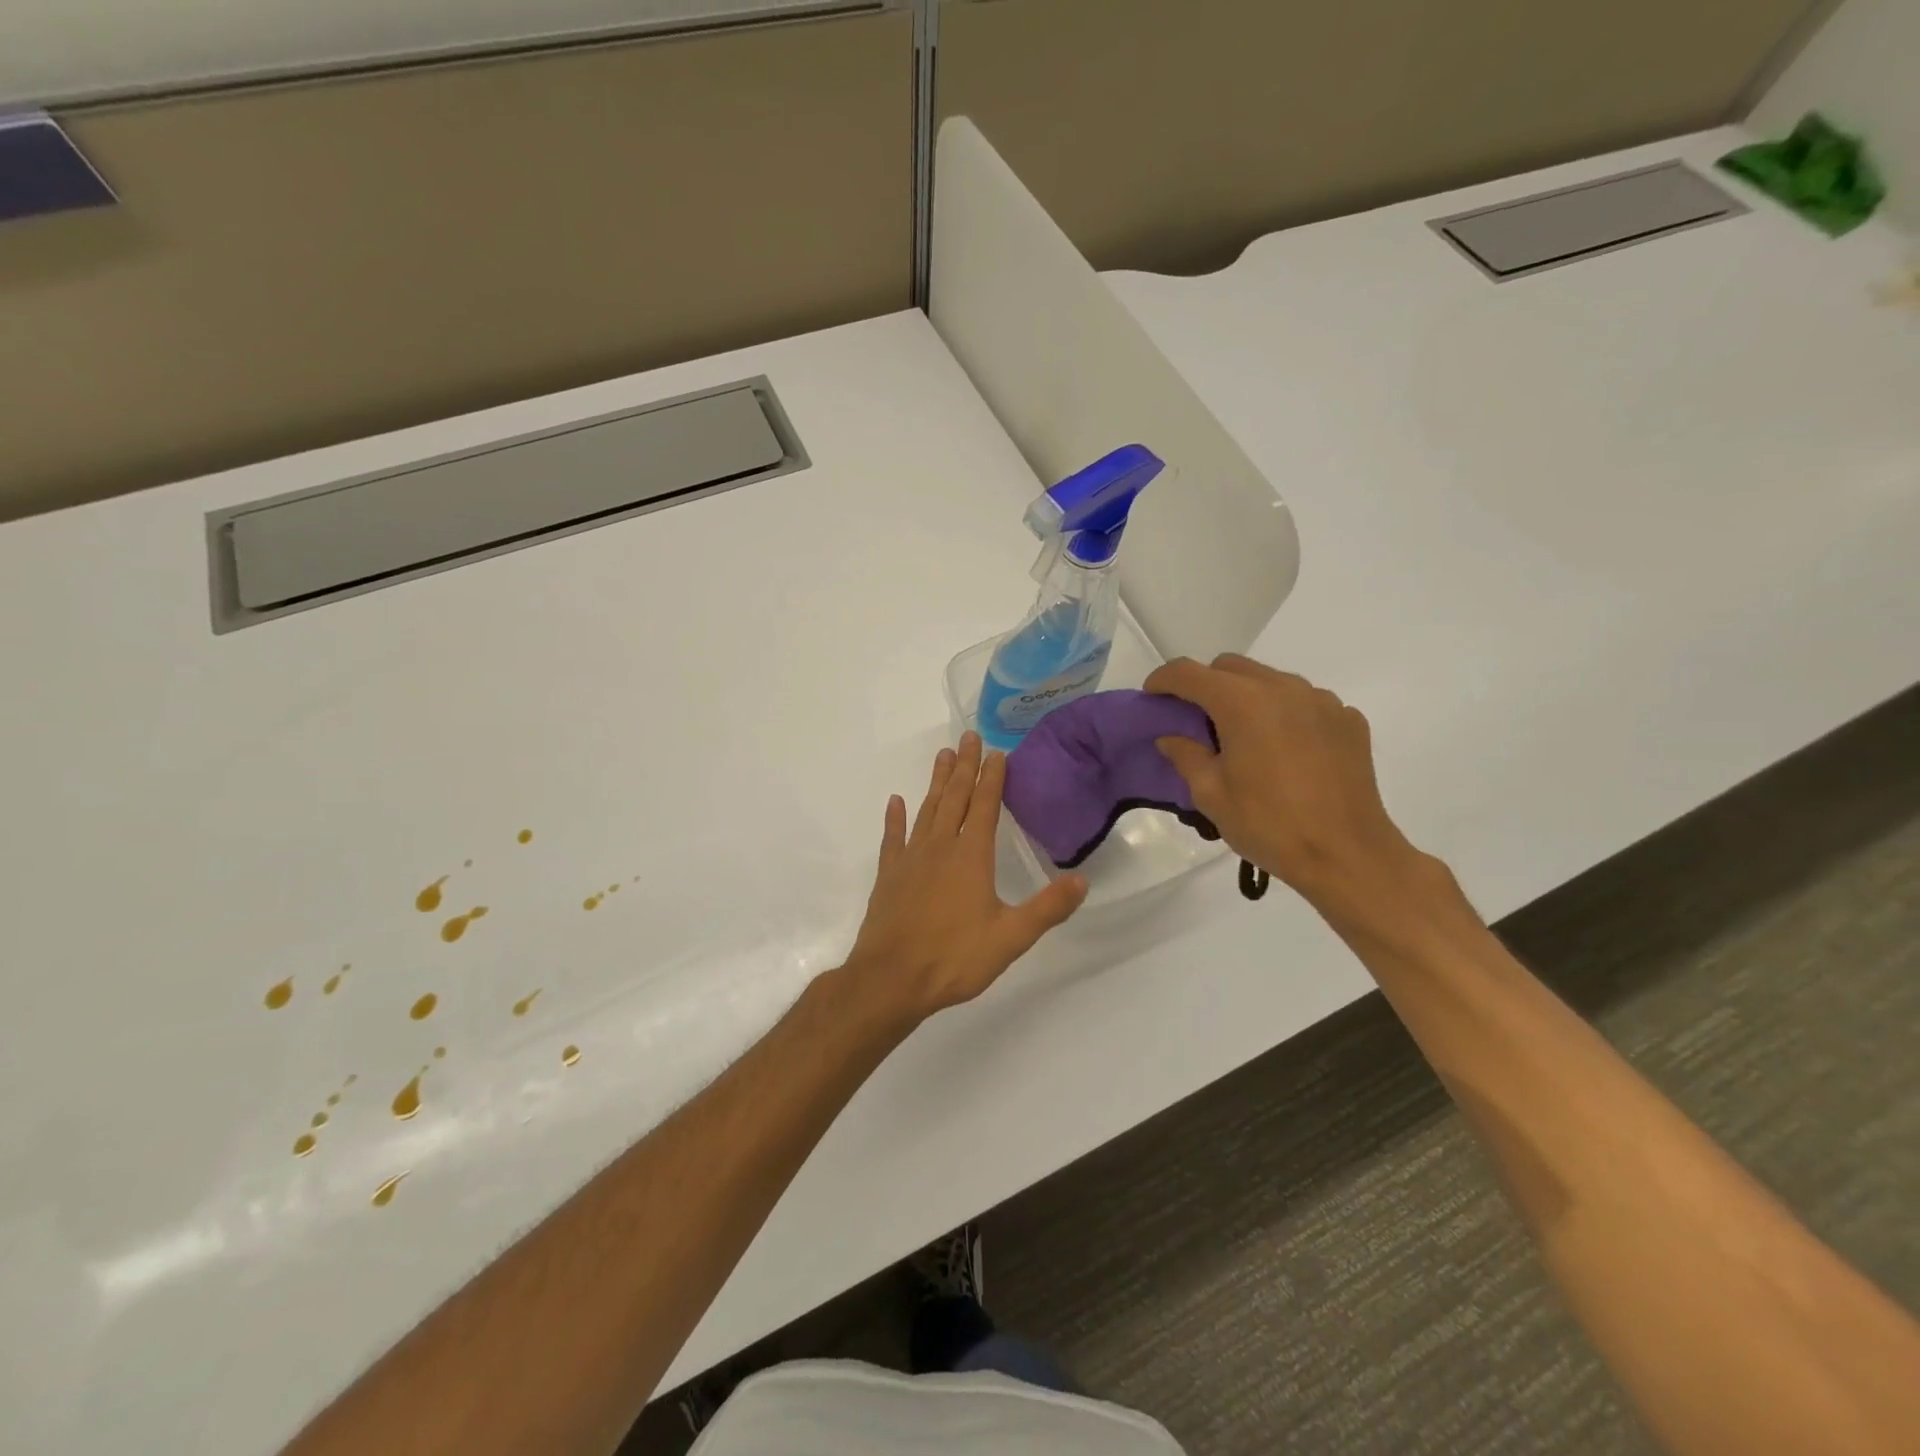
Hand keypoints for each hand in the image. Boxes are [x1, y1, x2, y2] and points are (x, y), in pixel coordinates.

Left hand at [844, 732, 1087, 1022]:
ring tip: (943, 755)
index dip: (992, 778)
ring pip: (926, 810)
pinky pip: (893, 838)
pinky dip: (895, 818)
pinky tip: (896, 802)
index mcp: (971, 856)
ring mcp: (910, 859)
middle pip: (954, 798)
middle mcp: (940, 847)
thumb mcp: (1010, 938)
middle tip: (968, 735)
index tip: (997, 752)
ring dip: (936, 782)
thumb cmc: (954, 958)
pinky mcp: (889, 875)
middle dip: (965, 766)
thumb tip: (1083, 880)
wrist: (891, 979)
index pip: (985, 806)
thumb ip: (1047, 908)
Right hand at [1144, 654, 1431, 918]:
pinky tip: (1284, 750)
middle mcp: (1283, 688)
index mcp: (1243, 703)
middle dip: (1205, 684)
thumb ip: (1186, 756)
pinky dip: (1284, 714)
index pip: (1189, 673)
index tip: (1152, 697)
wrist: (1347, 855)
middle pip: (1230, 667)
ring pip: (1270, 680)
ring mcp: (1321, 700)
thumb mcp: (1211, 795)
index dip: (1163, 680)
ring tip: (1242, 736)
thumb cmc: (1269, 825)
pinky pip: (1304, 702)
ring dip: (1246, 696)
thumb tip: (1171, 738)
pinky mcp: (1347, 720)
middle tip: (1194, 719)